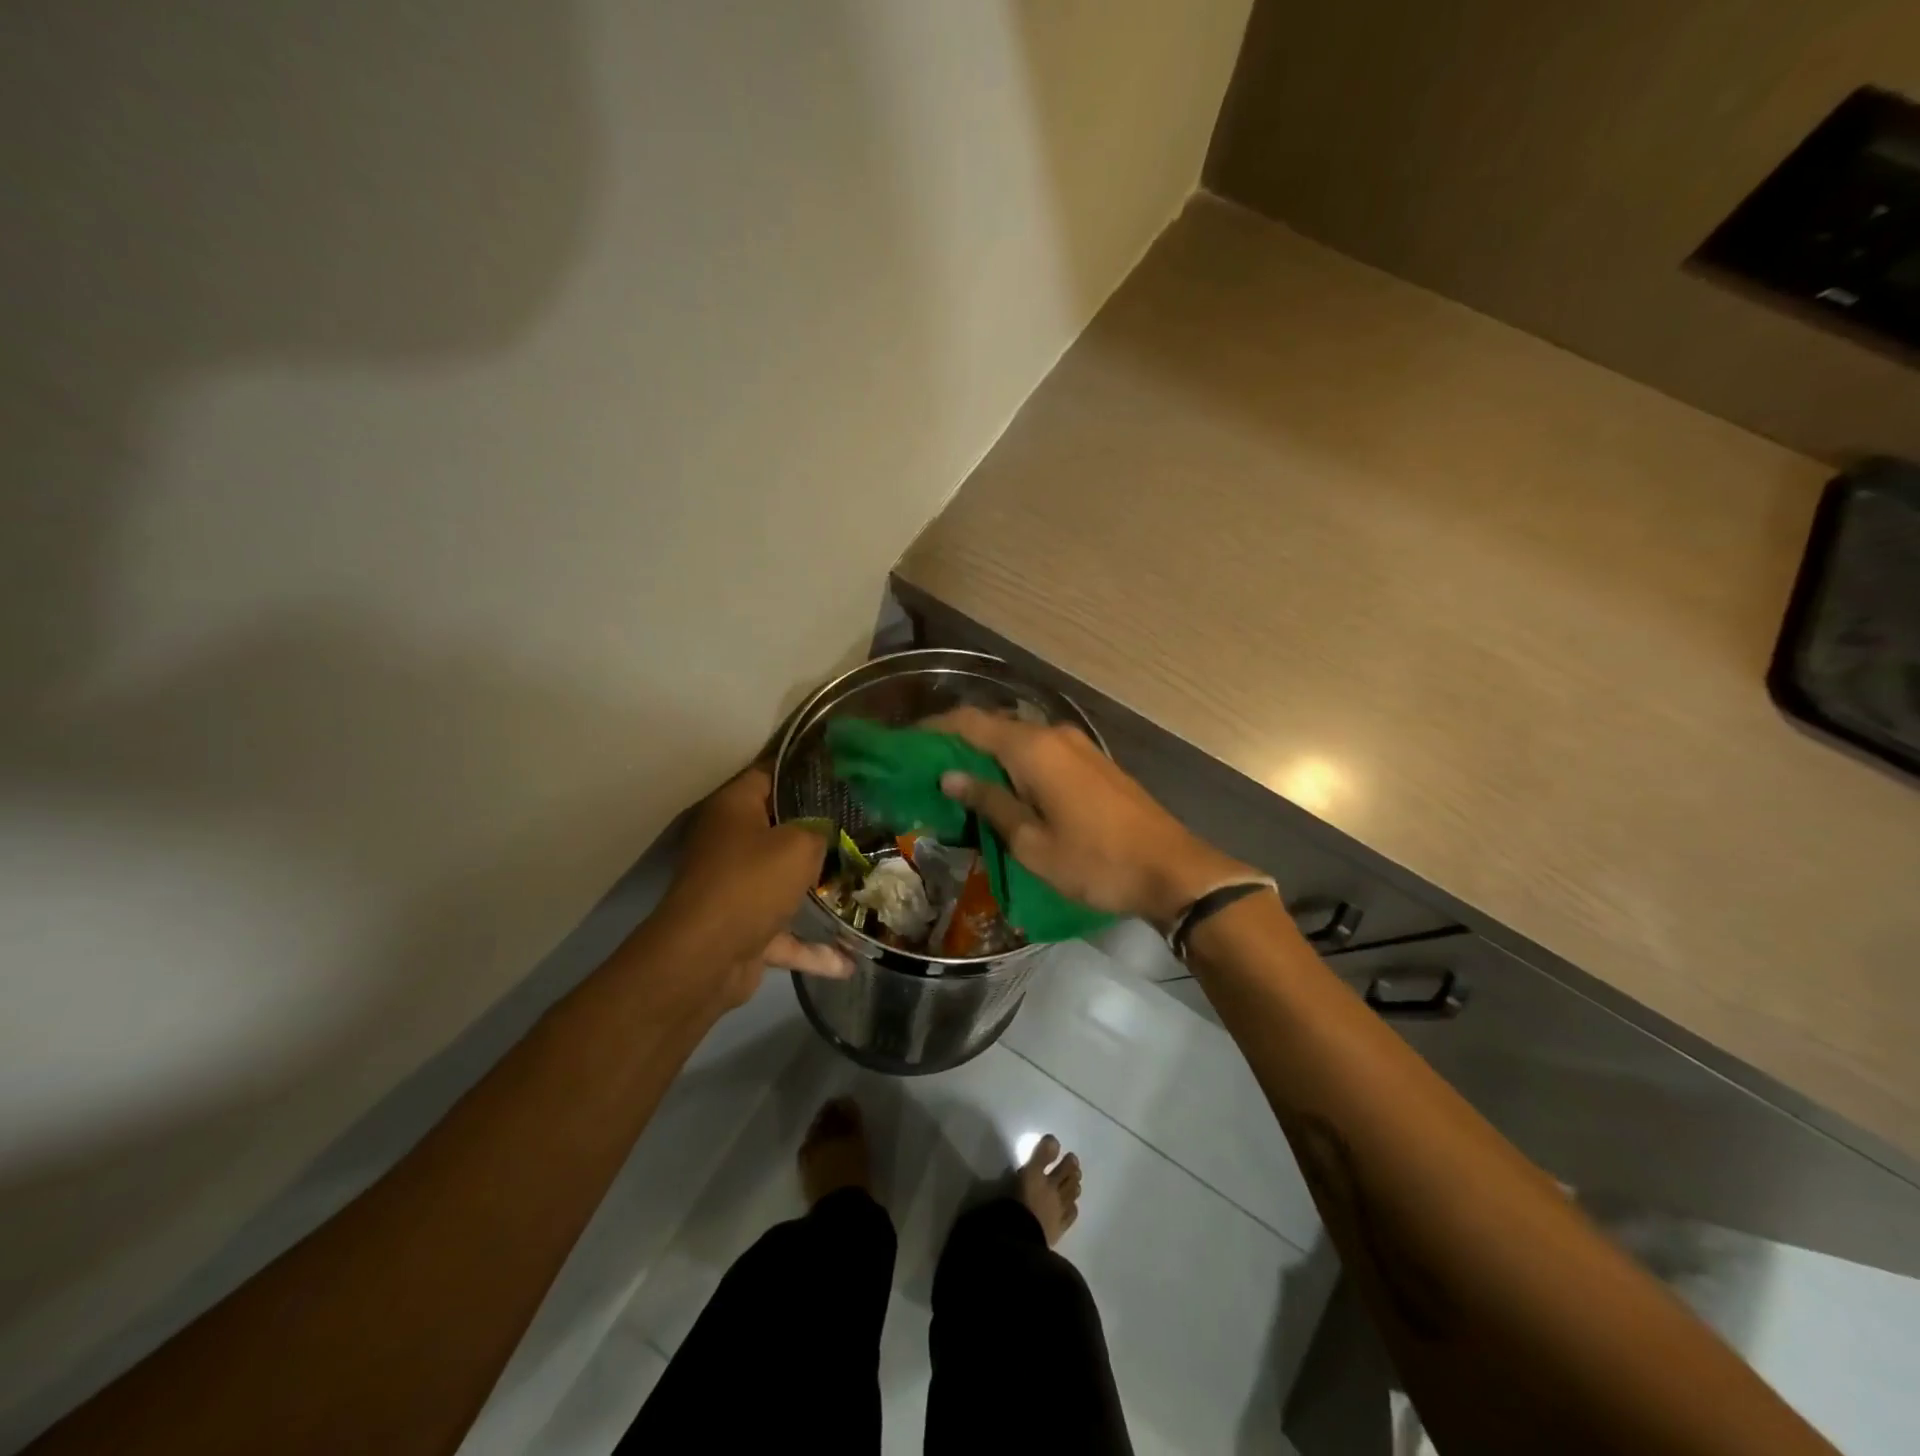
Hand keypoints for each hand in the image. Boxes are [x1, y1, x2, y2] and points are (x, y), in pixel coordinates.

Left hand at [653, 766, 852, 1006]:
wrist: (706, 958)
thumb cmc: (752, 883)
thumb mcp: (800, 844)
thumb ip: (820, 831)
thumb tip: (826, 833)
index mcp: (734, 808)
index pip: (770, 774)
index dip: (805, 771)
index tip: (844, 771)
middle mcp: (729, 842)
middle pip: (779, 828)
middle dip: (819, 831)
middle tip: (863, 823)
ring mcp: (734, 888)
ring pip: (782, 882)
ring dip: (816, 891)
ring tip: (861, 884)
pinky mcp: (741, 928)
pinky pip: (784, 933)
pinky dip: (812, 947)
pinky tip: (848, 961)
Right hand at [928, 708, 1255, 930]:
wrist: (1171, 870)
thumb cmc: (1094, 861)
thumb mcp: (1031, 842)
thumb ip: (990, 802)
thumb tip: (950, 775)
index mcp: (1033, 748)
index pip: (970, 723)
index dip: (934, 728)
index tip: (905, 742)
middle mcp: (1054, 735)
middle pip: (995, 726)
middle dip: (958, 741)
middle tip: (926, 767)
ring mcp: (1077, 746)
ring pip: (1018, 739)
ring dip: (987, 753)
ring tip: (958, 781)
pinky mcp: (1092, 762)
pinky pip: (1041, 752)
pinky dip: (1014, 763)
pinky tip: (1002, 787)